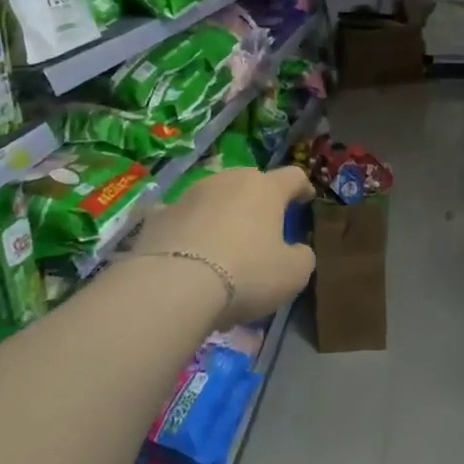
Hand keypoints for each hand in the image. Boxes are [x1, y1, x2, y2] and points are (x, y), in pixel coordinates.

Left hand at [133, 165, 315, 324]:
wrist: (173, 287)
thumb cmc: (246, 274)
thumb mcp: (293, 274)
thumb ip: (301, 256)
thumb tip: (297, 250)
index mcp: (265, 189)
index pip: (293, 176)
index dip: (302, 187)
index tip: (305, 200)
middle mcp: (227, 181)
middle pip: (249, 182)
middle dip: (258, 200)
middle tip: (262, 226)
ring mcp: (188, 195)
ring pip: (213, 197)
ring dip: (221, 213)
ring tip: (222, 245)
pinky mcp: (157, 216)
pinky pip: (179, 218)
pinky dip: (186, 229)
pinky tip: (185, 250)